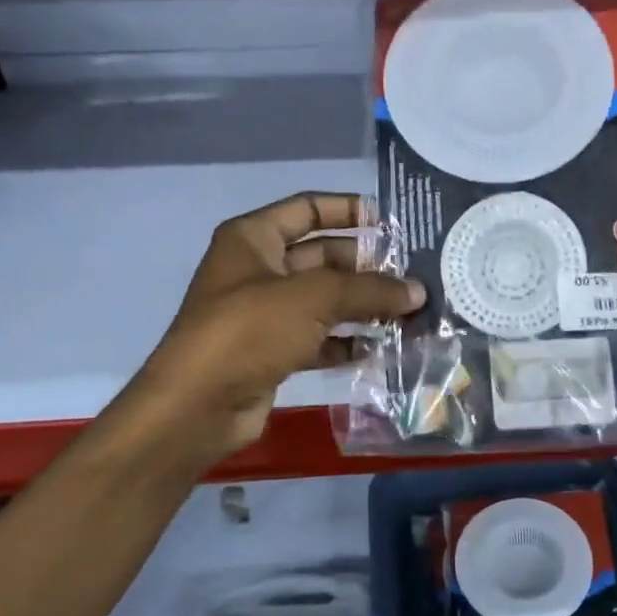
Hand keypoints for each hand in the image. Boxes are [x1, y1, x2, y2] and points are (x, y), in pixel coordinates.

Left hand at [122, 192, 424, 465]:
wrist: (198, 406)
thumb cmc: (251, 330)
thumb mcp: (315, 297)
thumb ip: (369, 289)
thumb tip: (418, 291)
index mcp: (253, 238)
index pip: (307, 209)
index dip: (348, 210)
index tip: (390, 224)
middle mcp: (257, 270)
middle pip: (322, 256)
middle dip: (365, 266)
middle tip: (412, 276)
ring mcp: (264, 314)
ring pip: (324, 301)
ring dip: (362, 306)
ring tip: (408, 313)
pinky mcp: (272, 352)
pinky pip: (318, 338)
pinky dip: (346, 342)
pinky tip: (380, 348)